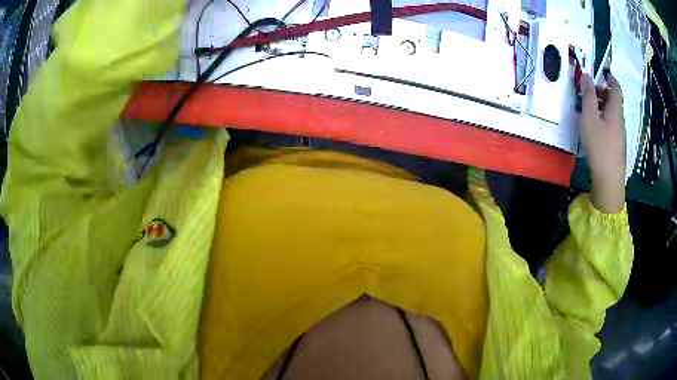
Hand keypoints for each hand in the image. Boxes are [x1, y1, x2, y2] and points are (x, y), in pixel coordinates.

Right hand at [581, 72, 625, 213]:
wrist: (609, 181)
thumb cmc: (600, 146)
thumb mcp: (589, 118)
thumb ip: (588, 95)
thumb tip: (587, 75)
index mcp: (615, 110)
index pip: (616, 88)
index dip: (610, 77)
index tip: (602, 72)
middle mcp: (619, 119)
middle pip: (613, 100)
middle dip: (602, 91)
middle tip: (589, 91)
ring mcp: (619, 134)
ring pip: (611, 112)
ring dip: (601, 105)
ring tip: (588, 109)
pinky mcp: (616, 145)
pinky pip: (610, 124)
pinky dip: (602, 118)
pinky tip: (593, 127)